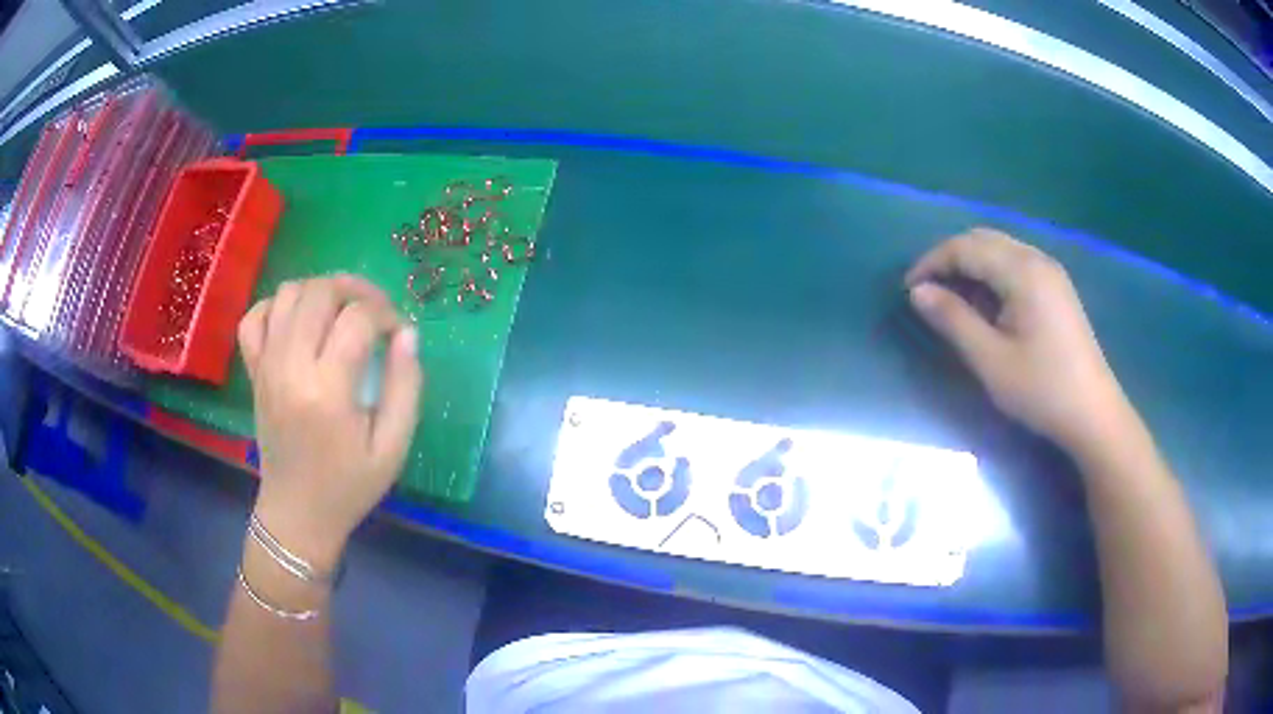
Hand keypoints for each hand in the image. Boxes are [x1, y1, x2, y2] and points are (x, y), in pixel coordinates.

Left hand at [237, 275, 423, 570]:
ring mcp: (266, 365)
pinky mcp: (254, 371)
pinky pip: (254, 317)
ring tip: (340, 312)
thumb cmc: (349, 485)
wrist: (297, 512)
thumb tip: (408, 334)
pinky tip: (297, 321)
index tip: (398, 334)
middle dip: (356, 290)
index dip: (387, 314)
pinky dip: (276, 306)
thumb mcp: (393, 447)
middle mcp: (290, 367)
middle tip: (374, 313)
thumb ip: (407, 387)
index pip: (358, 318)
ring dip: (319, 291)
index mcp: (327, 390)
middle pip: (320, 291)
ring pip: (288, 293)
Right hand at [905, 228, 1129, 451]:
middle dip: (949, 259)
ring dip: (970, 267)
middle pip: (982, 240)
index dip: (932, 263)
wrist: (1093, 414)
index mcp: (1022, 271)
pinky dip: (991, 276)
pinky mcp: (1056, 288)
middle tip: (927, 293)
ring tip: (952, 302)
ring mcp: (1050, 272)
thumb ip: (953, 320)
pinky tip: (986, 306)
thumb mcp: (991, 360)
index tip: (908, 291)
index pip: (965, 247)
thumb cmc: (1042, 390)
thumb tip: (918, 292)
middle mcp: (1036, 259)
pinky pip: (1015, 265)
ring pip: (999, 250)